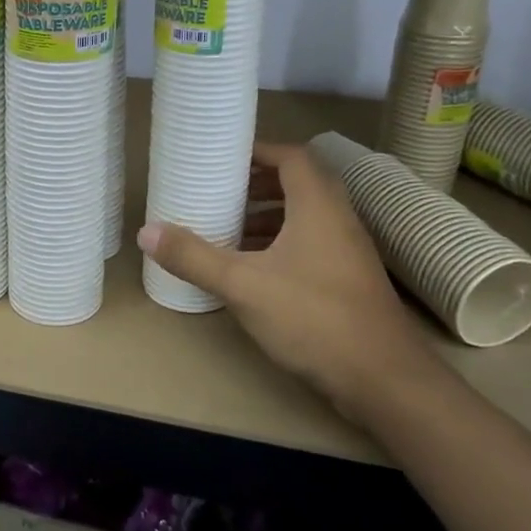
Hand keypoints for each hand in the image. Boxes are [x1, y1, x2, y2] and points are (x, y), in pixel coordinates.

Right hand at [138, 141, 429, 408]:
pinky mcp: (349, 280)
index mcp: (318, 206)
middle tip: (221, 191)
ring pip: (306, 216)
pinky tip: (254, 268)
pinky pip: (311, 243)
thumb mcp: (243, 285)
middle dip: (258, 184)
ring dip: (269, 215)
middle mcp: (339, 219)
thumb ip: (194, 257)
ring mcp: (348, 251)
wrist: (384, 380)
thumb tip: (146, 231)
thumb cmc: (313, 318)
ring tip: (229, 227)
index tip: (224, 158)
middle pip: (299, 183)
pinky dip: (281, 243)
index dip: (259, 151)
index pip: (292, 156)